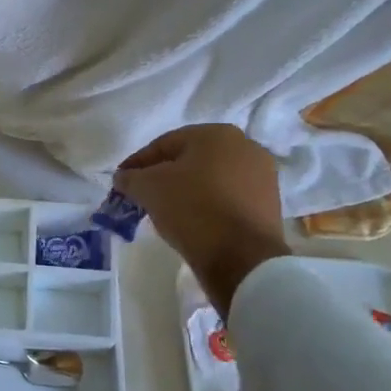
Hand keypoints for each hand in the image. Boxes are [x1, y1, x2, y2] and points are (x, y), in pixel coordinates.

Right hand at [114, 124, 290, 313]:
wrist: (242, 257)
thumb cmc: (192, 208)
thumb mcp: (148, 188)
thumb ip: (130, 177)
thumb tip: (123, 177)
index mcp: (216, 133)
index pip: (164, 144)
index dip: (138, 163)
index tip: (121, 182)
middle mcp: (245, 146)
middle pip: (190, 159)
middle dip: (164, 176)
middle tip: (143, 195)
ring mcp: (262, 175)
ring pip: (210, 179)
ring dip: (186, 190)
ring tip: (166, 211)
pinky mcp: (269, 203)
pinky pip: (228, 198)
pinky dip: (207, 205)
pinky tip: (192, 221)